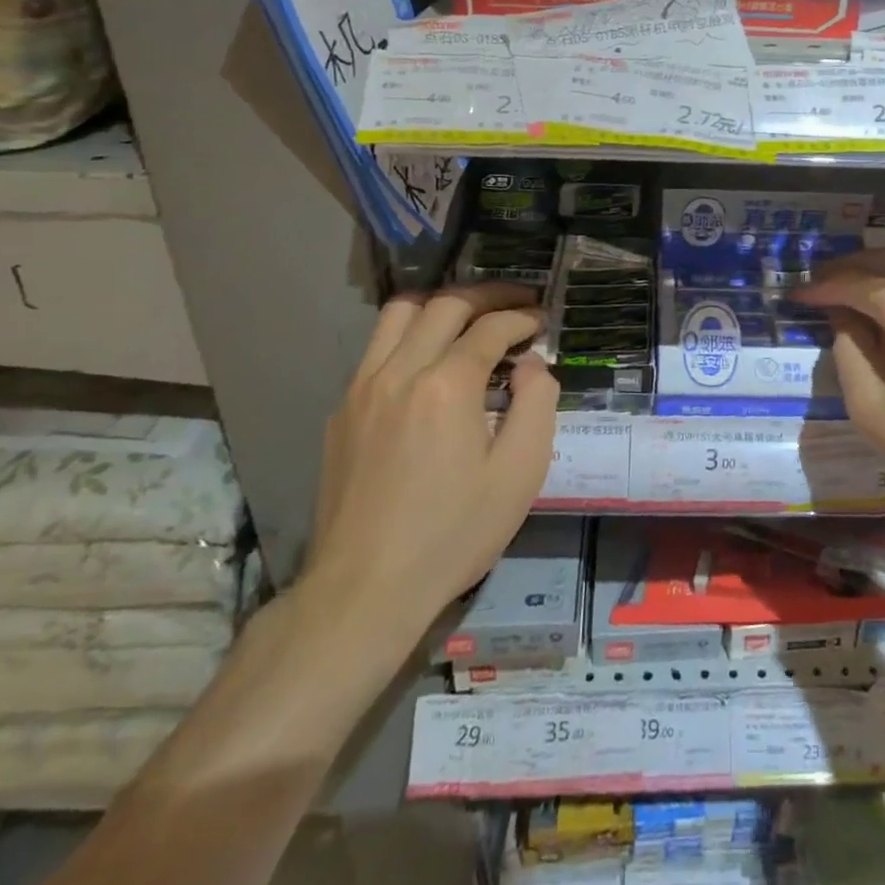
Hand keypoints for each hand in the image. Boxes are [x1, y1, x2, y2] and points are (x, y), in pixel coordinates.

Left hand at [301, 284, 558, 663]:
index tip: (542, 321)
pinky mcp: (342, 411)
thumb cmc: (454, 532)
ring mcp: (362, 388)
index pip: (490, 328)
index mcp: (446, 385)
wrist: (365, 588)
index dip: (523, 318)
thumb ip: (537, 403)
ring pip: (399, 314)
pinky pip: (377, 349)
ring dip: (441, 305)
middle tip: (516, 303)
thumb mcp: (520, 473)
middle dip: (487, 295)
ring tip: (470, 316)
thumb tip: (530, 365)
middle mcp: (399, 371)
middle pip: (444, 305)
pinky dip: (410, 335)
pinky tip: (429, 361)